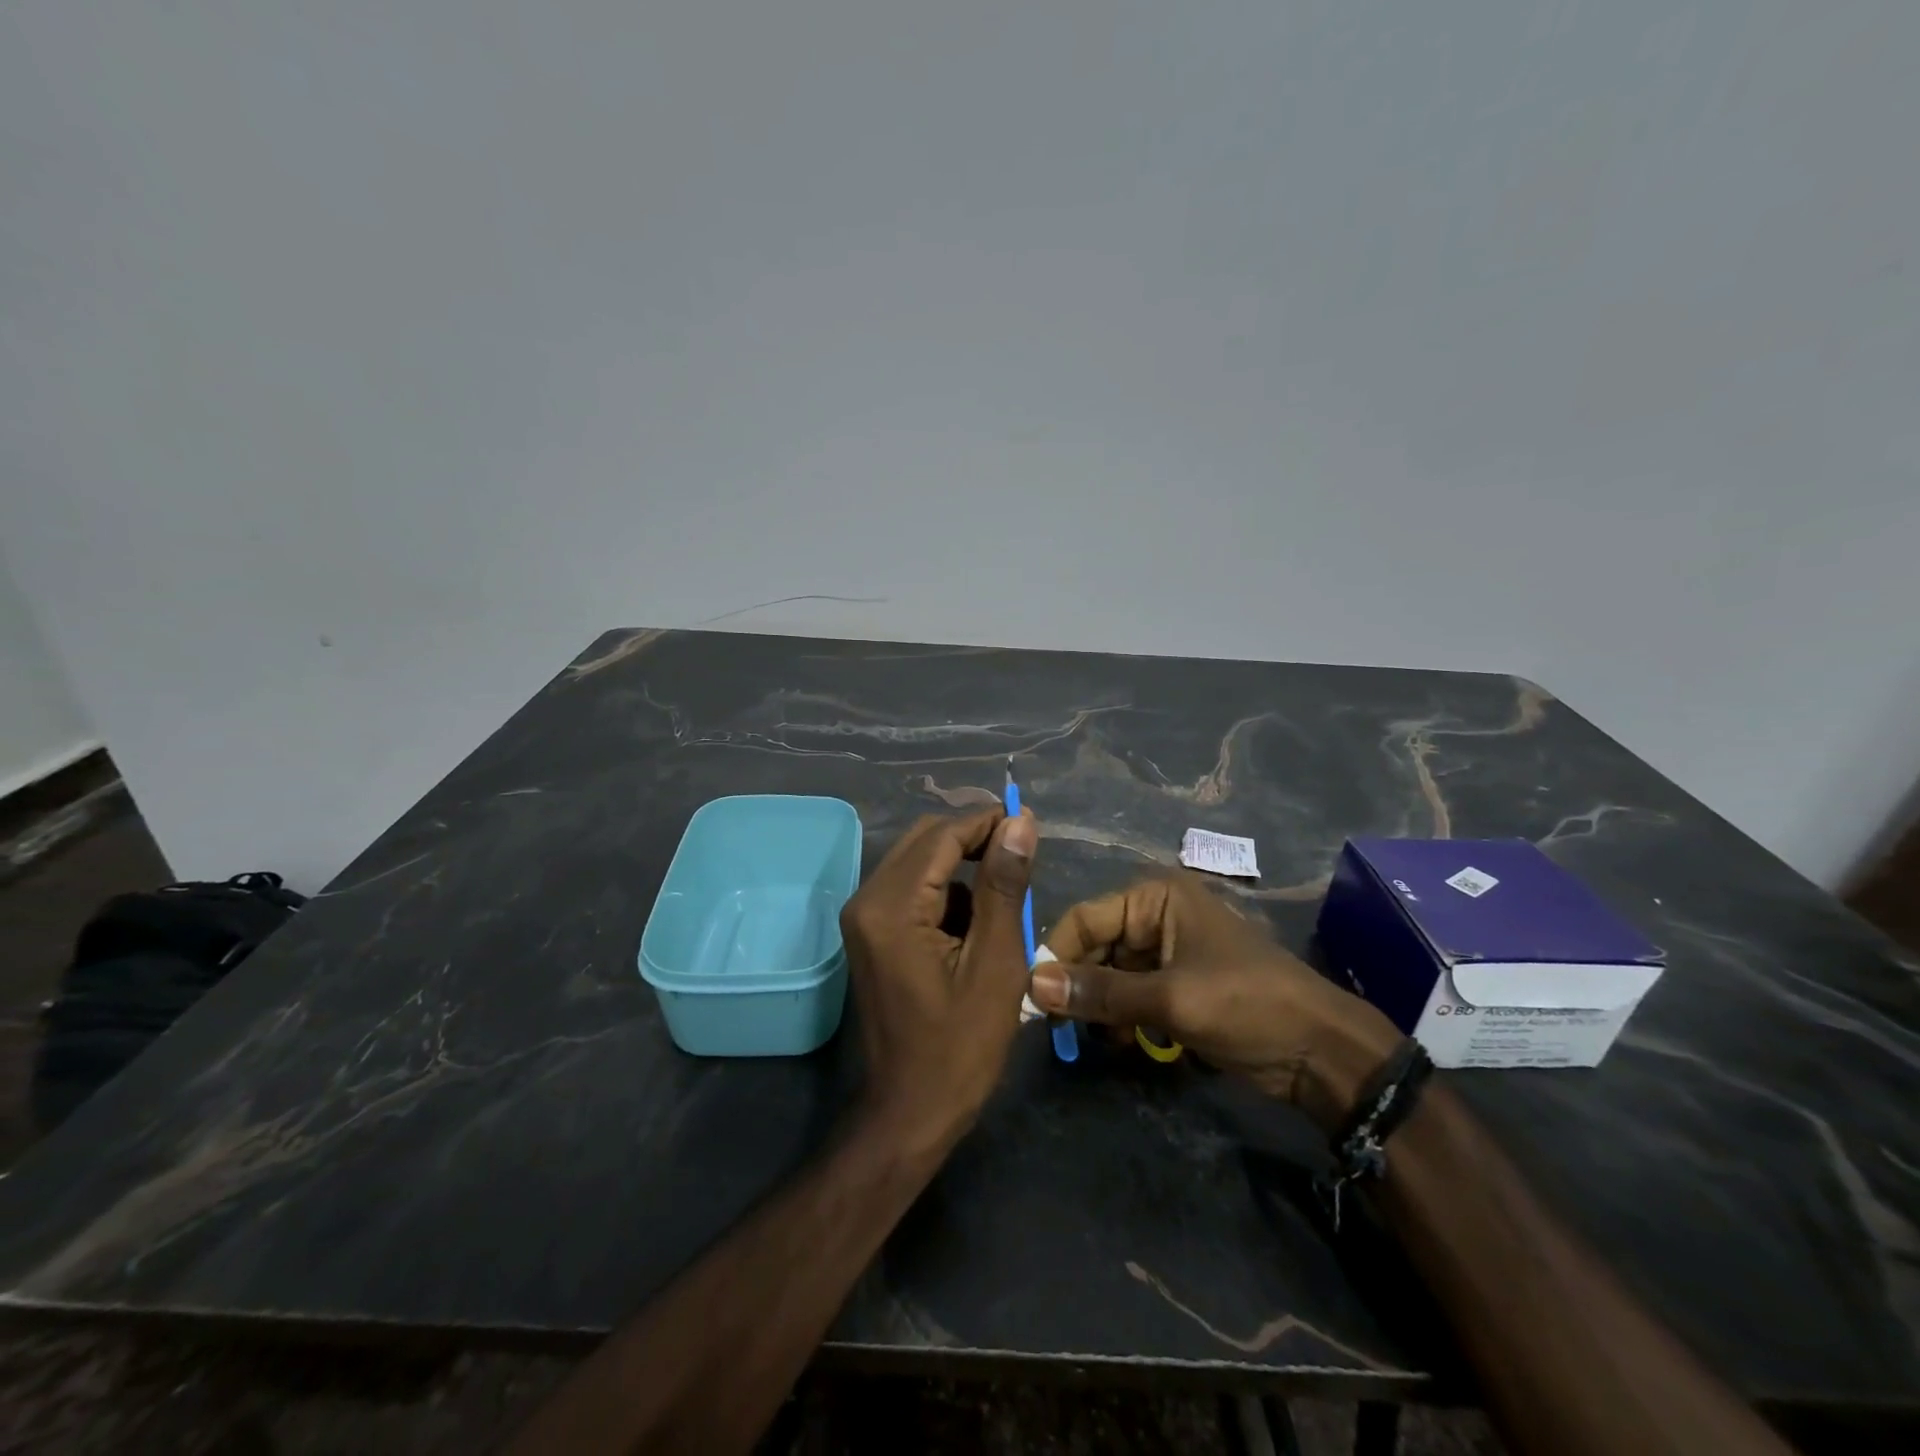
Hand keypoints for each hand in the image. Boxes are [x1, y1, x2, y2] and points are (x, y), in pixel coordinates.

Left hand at [839, 809, 1037, 1159]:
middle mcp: (867, 899)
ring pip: (919, 862)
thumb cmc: (960, 1047)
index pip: (943, 835)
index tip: (1030, 825)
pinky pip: (912, 890)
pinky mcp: (870, 932)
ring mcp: (863, 916)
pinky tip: (976, 926)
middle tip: (1022, 859)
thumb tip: (1019, 823)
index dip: (988, 822)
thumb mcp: (996, 963)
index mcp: (892, 906)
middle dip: (975, 840)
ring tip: (1005, 900)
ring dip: (963, 868)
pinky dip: (947, 893)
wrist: (909, 1111)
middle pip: (925, 840)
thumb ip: (1004, 886)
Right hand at [1028, 874, 1401, 1131]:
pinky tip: (1126, 1045)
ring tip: (1100, 1040)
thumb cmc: (1247, 1005)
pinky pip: (1131, 995)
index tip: (1032, 998)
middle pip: (1095, 947)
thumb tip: (1033, 986)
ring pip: (1110, 975)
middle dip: (1079, 986)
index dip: (1056, 955)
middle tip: (1059, 1029)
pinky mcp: (1177, 986)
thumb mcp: (1170, 999)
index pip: (1085, 917)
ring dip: (1101, 1008)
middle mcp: (1156, 916)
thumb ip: (1100, 992)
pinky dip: (1123, 1019)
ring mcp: (1167, 952)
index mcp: (1155, 898)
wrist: (1321, 1052)